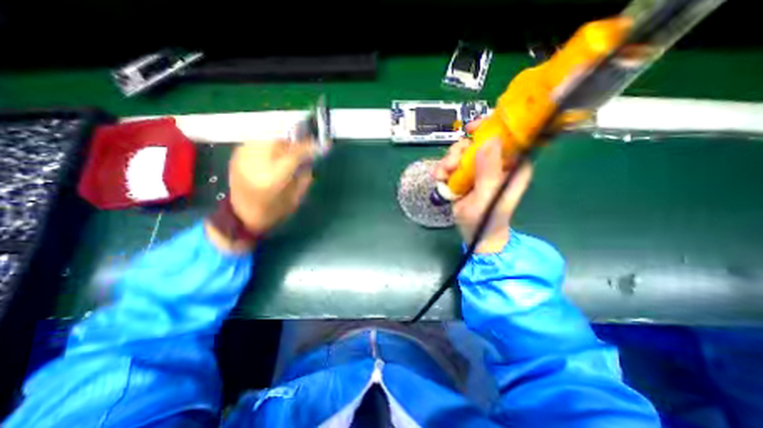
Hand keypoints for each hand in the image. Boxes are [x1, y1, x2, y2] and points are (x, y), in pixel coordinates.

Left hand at [206, 141, 312, 249]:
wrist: (240, 216)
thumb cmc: (273, 212)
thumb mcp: (295, 199)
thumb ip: (304, 177)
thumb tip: (309, 159)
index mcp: (273, 178)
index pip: (294, 154)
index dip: (309, 147)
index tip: (321, 144)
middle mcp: (256, 163)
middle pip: (279, 139)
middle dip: (294, 140)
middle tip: (303, 146)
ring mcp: (243, 157)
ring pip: (267, 136)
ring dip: (281, 140)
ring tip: (288, 149)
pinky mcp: (236, 155)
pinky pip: (257, 140)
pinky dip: (269, 143)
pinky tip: (273, 152)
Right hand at [431, 122, 531, 252]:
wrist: (475, 235)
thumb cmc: (487, 220)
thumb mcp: (488, 198)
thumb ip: (489, 172)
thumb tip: (489, 140)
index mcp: (512, 166)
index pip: (506, 137)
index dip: (489, 127)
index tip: (470, 129)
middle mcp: (496, 164)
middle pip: (476, 143)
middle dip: (459, 151)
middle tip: (450, 164)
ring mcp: (478, 170)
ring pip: (460, 153)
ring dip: (448, 162)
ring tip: (441, 175)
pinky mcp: (464, 176)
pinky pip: (451, 165)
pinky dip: (442, 170)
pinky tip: (438, 178)